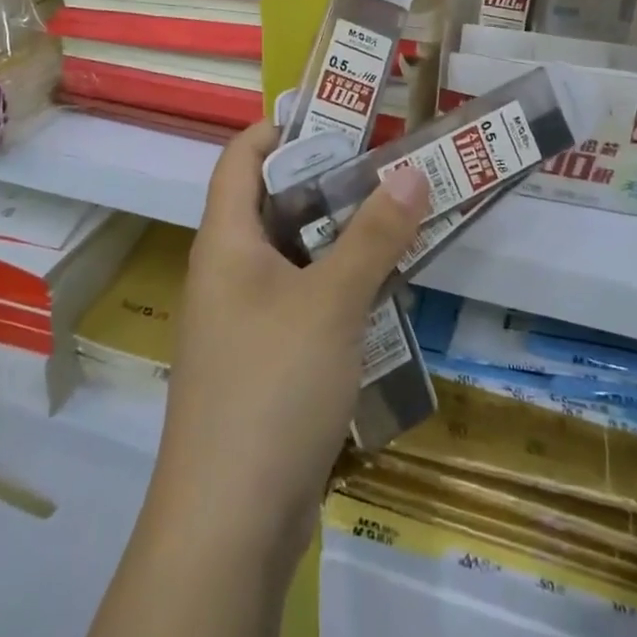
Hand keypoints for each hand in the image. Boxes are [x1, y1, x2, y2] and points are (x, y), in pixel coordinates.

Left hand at [150, 124, 430, 564]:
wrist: (229, 524)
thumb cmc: (270, 388)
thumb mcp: (330, 302)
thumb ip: (374, 236)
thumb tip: (412, 170)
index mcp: (225, 243)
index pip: (241, 158)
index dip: (280, 125)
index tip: (337, 111)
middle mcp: (228, 274)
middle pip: (274, 205)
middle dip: (328, 181)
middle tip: (388, 163)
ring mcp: (245, 323)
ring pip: (296, 258)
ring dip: (342, 238)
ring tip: (400, 216)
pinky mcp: (266, 365)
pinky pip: (305, 305)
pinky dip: (340, 288)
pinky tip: (386, 291)